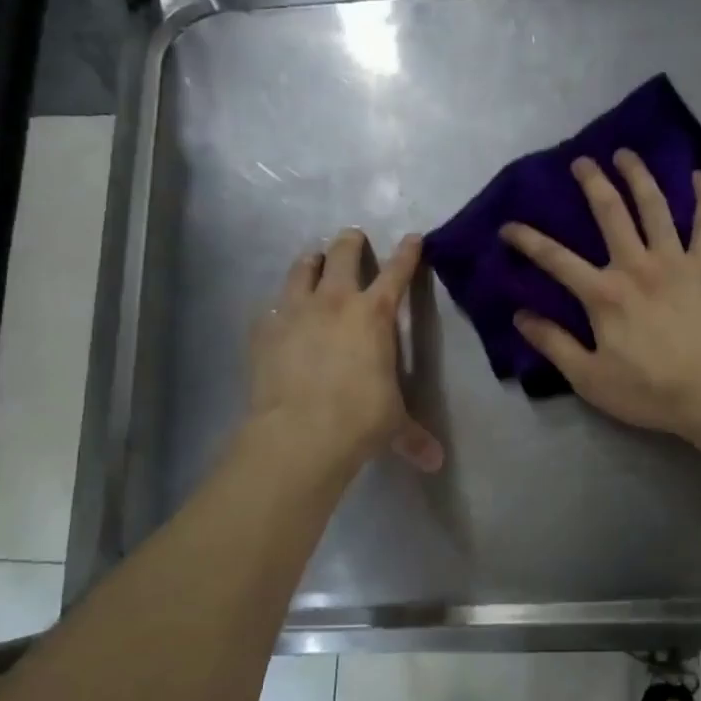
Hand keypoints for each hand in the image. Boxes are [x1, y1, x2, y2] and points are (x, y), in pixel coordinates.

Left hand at [248, 228, 443, 473]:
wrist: (299, 433)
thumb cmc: (359, 419)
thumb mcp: (393, 424)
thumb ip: (413, 436)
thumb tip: (435, 463)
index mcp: (375, 315)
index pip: (397, 273)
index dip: (407, 254)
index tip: (412, 238)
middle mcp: (335, 302)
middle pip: (343, 255)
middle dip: (350, 243)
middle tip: (352, 238)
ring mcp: (295, 311)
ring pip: (302, 269)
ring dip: (311, 261)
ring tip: (313, 259)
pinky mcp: (264, 330)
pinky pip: (272, 306)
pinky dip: (280, 305)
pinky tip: (279, 312)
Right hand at [499, 151, 700, 440]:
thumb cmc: (649, 391)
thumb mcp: (589, 378)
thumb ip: (554, 344)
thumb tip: (520, 315)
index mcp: (604, 295)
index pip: (556, 259)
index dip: (528, 240)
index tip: (508, 227)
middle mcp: (637, 266)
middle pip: (611, 213)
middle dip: (592, 183)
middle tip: (581, 161)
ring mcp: (675, 263)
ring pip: (655, 207)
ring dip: (639, 176)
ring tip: (626, 154)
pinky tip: (699, 175)